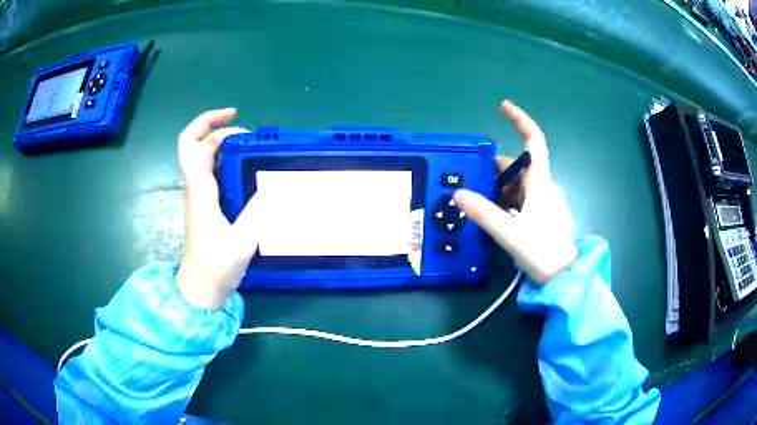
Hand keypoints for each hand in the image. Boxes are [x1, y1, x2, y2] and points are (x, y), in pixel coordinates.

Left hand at [175, 108, 261, 309]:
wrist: (200, 290)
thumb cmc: (215, 267)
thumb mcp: (242, 241)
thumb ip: (258, 212)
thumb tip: (275, 186)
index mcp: (200, 190)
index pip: (190, 144)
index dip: (206, 121)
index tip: (232, 115)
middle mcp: (196, 188)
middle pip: (198, 146)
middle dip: (222, 131)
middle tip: (251, 137)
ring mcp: (199, 197)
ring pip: (205, 159)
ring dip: (225, 147)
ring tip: (253, 150)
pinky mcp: (204, 207)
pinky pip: (212, 174)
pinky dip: (228, 163)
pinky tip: (247, 172)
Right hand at [454, 101, 576, 283]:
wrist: (564, 277)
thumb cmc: (542, 252)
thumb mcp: (509, 233)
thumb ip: (483, 213)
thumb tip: (458, 194)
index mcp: (540, 183)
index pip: (534, 141)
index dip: (520, 120)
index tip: (503, 107)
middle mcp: (545, 186)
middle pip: (519, 165)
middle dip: (496, 170)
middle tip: (474, 183)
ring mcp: (546, 200)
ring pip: (520, 183)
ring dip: (500, 188)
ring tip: (482, 204)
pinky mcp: (545, 213)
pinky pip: (524, 197)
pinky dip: (508, 199)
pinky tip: (498, 216)